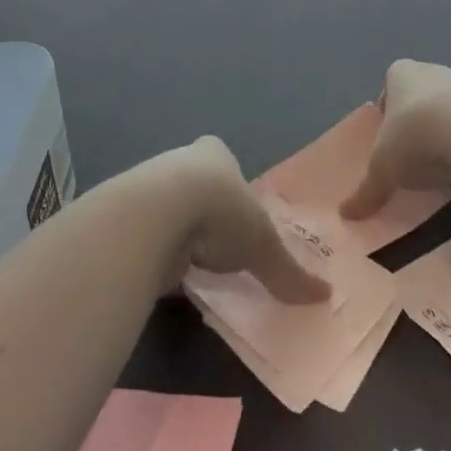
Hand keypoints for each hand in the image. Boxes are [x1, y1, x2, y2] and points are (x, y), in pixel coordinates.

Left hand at [158, 137, 330, 304]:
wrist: (152, 217)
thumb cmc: (219, 213)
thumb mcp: (263, 246)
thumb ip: (288, 272)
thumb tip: (326, 296)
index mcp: (215, 154)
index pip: (224, 161)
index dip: (232, 185)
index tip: (238, 213)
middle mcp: (180, 161)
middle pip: (195, 185)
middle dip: (204, 211)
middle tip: (217, 245)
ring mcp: (147, 187)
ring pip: (168, 209)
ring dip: (177, 233)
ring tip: (191, 265)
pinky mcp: (125, 217)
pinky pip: (146, 235)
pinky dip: (156, 253)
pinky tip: (164, 273)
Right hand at [342, 59, 450, 220]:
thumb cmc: (415, 138)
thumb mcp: (382, 171)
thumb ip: (366, 191)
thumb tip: (346, 213)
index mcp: (402, 74)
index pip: (391, 81)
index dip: (388, 106)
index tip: (386, 134)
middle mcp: (434, 74)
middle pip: (420, 98)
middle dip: (414, 123)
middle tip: (407, 155)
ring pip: (447, 114)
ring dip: (442, 137)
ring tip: (434, 170)